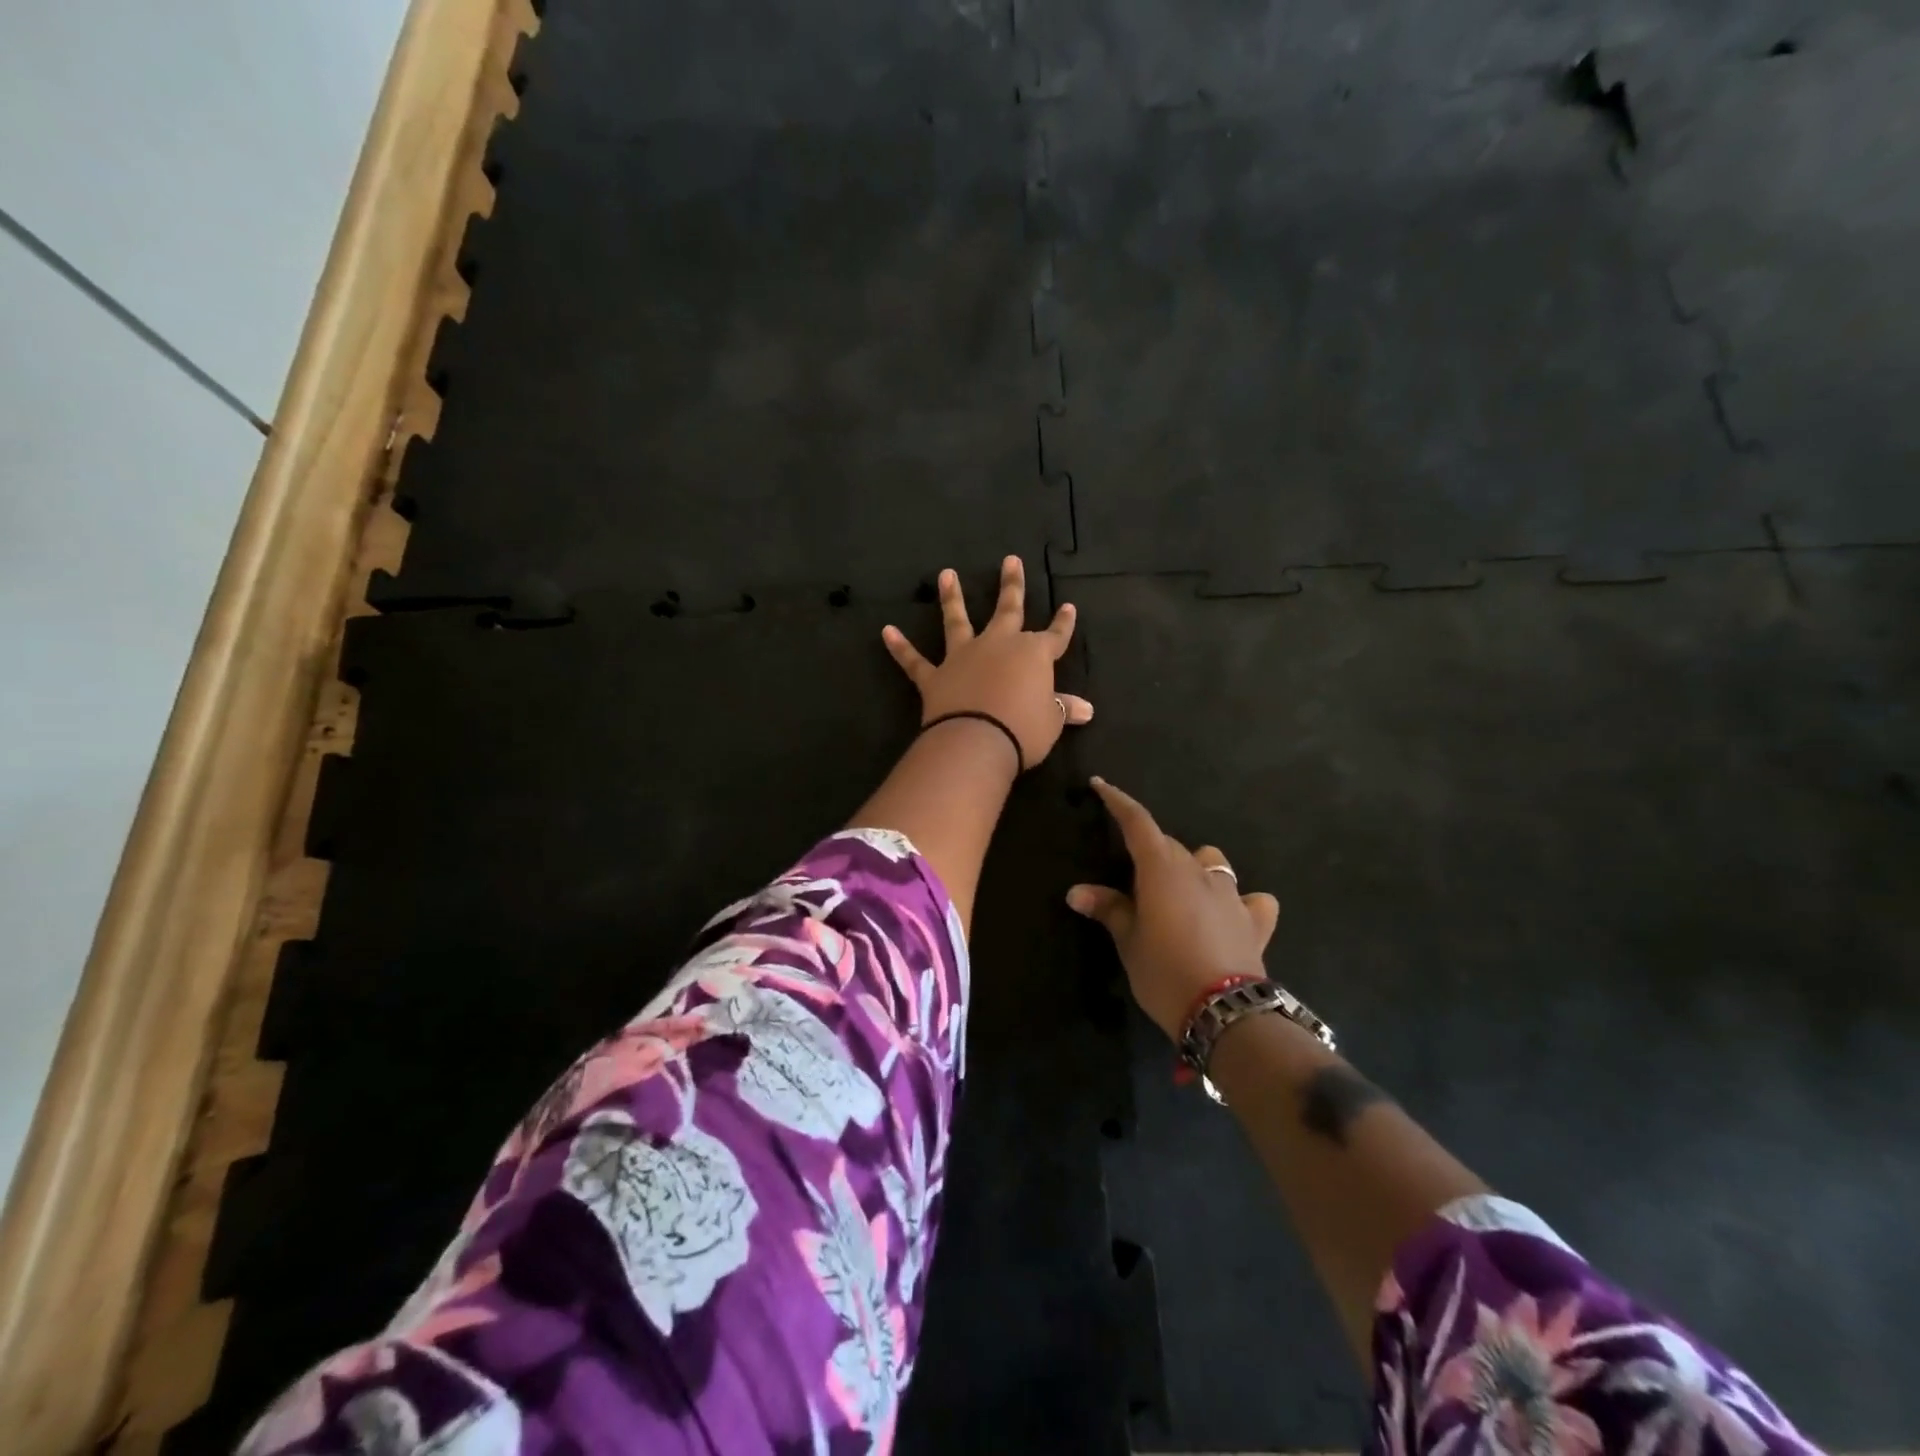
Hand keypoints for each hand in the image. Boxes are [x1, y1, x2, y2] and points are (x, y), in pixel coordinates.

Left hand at [882, 556, 1093, 769]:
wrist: (977, 741)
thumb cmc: (1023, 729)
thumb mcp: (1051, 721)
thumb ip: (1064, 708)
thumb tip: (1087, 710)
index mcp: (1033, 655)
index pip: (1054, 636)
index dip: (1062, 624)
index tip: (1067, 607)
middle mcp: (998, 646)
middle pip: (1008, 610)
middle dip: (1011, 585)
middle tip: (1010, 560)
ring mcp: (963, 657)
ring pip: (957, 621)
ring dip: (951, 597)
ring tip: (946, 574)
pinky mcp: (934, 677)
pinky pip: (914, 661)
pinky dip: (900, 647)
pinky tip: (886, 631)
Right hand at [1067, 778, 1280, 1038]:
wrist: (1225, 1012)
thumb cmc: (1164, 972)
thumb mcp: (1128, 942)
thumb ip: (1109, 909)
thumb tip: (1077, 891)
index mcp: (1162, 870)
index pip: (1138, 823)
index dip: (1118, 802)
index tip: (1101, 786)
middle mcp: (1199, 872)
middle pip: (1171, 847)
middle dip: (1151, 852)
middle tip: (1133, 881)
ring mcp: (1232, 894)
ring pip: (1212, 863)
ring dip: (1195, 870)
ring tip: (1181, 894)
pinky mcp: (1256, 921)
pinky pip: (1252, 899)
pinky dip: (1241, 902)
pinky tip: (1233, 915)